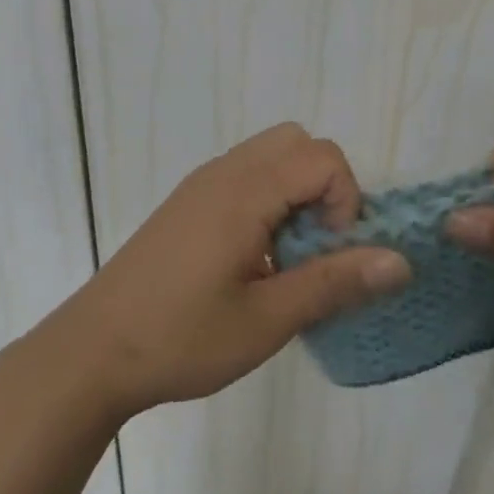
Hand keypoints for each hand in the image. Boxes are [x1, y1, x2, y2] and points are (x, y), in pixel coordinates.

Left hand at [30, 124, 410, 420]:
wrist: (92, 352)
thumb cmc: (182, 338)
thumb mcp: (267, 319)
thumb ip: (335, 282)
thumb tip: (401, 261)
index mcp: (244, 191)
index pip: (323, 157)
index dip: (345, 202)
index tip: (330, 255)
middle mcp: (223, 172)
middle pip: (298, 142)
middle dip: (325, 186)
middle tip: (314, 247)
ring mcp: (201, 184)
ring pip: (271, 154)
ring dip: (296, 192)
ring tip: (286, 256)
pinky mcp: (188, 202)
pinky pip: (245, 174)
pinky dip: (269, 198)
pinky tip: (254, 258)